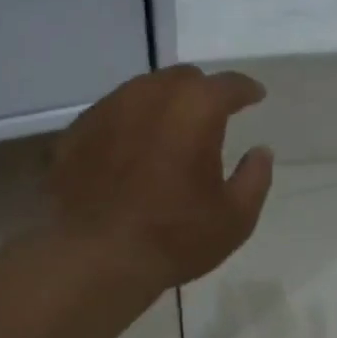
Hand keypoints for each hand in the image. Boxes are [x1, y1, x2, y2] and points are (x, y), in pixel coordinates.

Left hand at [50, 63, 274, 289]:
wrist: (92, 257)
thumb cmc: (173, 238)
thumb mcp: (234, 218)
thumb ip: (255, 178)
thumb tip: (261, 152)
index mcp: (195, 108)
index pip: (228, 85)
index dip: (246, 90)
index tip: (255, 96)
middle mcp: (149, 95)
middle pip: (182, 79)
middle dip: (201, 92)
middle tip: (211, 116)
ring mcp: (106, 110)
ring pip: (142, 93)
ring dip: (162, 106)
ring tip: (169, 132)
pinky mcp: (75, 132)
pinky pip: (111, 116)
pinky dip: (128, 126)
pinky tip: (129, 152)